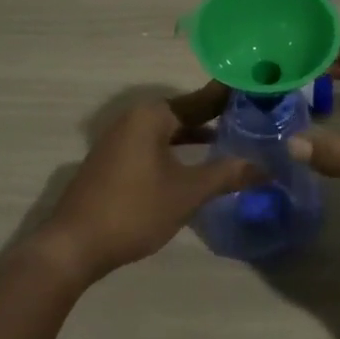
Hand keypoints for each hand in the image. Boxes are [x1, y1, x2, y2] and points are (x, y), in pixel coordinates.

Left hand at [37, 82, 258, 283]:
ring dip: (197, 136)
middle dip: (217, 117)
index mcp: (152, 115)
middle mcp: (135, 118)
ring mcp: (121, 140)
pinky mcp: (114, 162)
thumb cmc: (134, 209)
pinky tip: (197, 164)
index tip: (259, 92)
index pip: (202, 98)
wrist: (73, 246)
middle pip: (185, 113)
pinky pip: (155, 146)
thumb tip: (266, 168)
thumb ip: (227, 175)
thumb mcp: (187, 192)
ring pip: (169, 131)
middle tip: (254, 118)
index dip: (230, 97)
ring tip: (233, 140)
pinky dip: (178, 150)